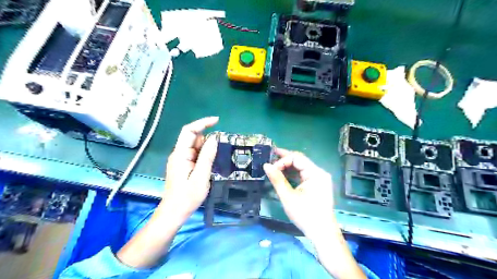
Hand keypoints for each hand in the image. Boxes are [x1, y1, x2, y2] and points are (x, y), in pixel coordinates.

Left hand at [162, 117, 217, 218]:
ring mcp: (180, 160)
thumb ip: (207, 156)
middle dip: (206, 141)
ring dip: (205, 150)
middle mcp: (178, 154)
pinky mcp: (183, 165)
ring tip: (210, 166)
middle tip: (216, 155)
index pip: (189, 131)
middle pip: (193, 138)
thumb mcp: (201, 177)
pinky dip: (203, 156)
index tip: (217, 120)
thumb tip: (214, 138)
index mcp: (180, 154)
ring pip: (195, 147)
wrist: (174, 212)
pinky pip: (194, 155)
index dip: (202, 123)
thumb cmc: (187, 197)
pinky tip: (207, 167)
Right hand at [263, 149, 337, 239]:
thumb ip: (277, 179)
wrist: (322, 234)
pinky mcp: (317, 186)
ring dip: (288, 166)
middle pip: (300, 160)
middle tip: (270, 156)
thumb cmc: (305, 215)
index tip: (271, 169)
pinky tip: (283, 174)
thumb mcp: (288, 197)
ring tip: (274, 165)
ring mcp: (319, 179)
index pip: (297, 158)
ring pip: (301, 167)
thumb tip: (266, 165)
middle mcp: (319, 173)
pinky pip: (303, 175)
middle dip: (285, 159)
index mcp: (316, 173)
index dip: (282, 161)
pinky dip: (293, 174)